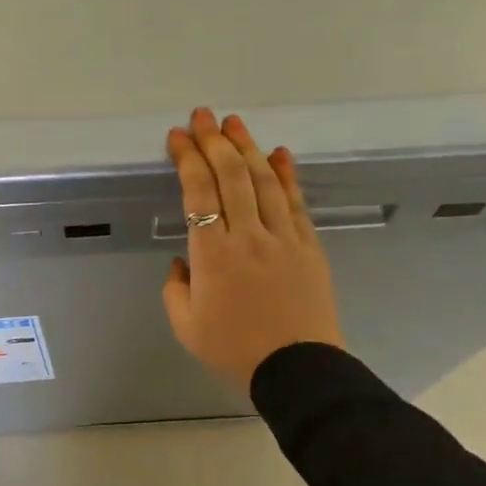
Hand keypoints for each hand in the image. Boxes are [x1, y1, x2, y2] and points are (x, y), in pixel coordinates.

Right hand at [161, 108, 343, 391]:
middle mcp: (248, 235)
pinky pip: (297, 202)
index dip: (188, 158)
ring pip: (265, 181)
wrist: (297, 369)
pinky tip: (280, 154)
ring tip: (236, 124)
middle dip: (215, 141)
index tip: (179, 136)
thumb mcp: (186, 327)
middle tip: (204, 116)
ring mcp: (283, 237)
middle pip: (231, 175)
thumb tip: (184, 260)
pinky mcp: (309, 246)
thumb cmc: (235, 350)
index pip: (198, 191)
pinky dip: (287, 175)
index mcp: (213, 254)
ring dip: (249, 148)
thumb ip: (176, 289)